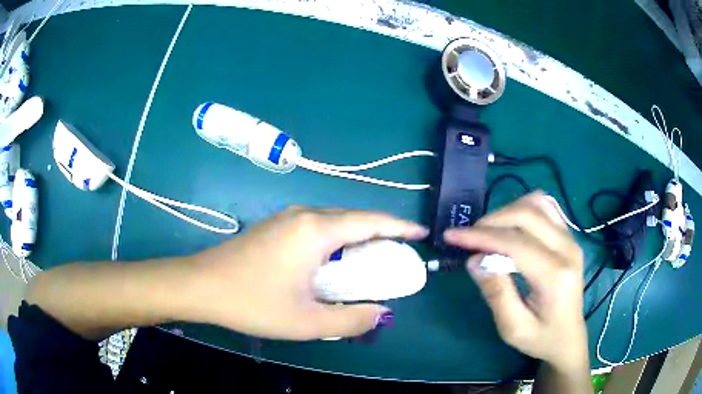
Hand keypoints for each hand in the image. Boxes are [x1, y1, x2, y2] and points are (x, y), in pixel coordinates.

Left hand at [187, 207, 427, 340]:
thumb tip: (382, 311)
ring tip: (373, 259)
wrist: (201, 285)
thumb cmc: (252, 302)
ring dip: (358, 236)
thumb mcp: (306, 322)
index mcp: (316, 230)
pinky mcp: (276, 226)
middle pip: (354, 217)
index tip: (421, 234)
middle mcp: (305, 215)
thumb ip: (350, 319)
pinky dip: (338, 239)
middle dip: (381, 233)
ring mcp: (287, 217)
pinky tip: (336, 260)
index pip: (371, 221)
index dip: (400, 226)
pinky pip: (318, 226)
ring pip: (335, 221)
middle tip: (399, 255)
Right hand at [443, 192, 587, 370]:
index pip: (515, 242)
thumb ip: (495, 293)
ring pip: (537, 203)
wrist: (568, 338)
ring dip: (508, 211)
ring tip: (489, 232)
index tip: (452, 235)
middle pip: (527, 214)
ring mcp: (571, 239)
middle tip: (469, 236)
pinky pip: (545, 208)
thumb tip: (474, 260)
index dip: (481, 236)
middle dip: (492, 220)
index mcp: (555, 275)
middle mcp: (567, 249)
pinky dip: (523, 209)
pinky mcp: (569, 237)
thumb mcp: (513, 328)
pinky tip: (511, 226)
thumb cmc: (541, 338)